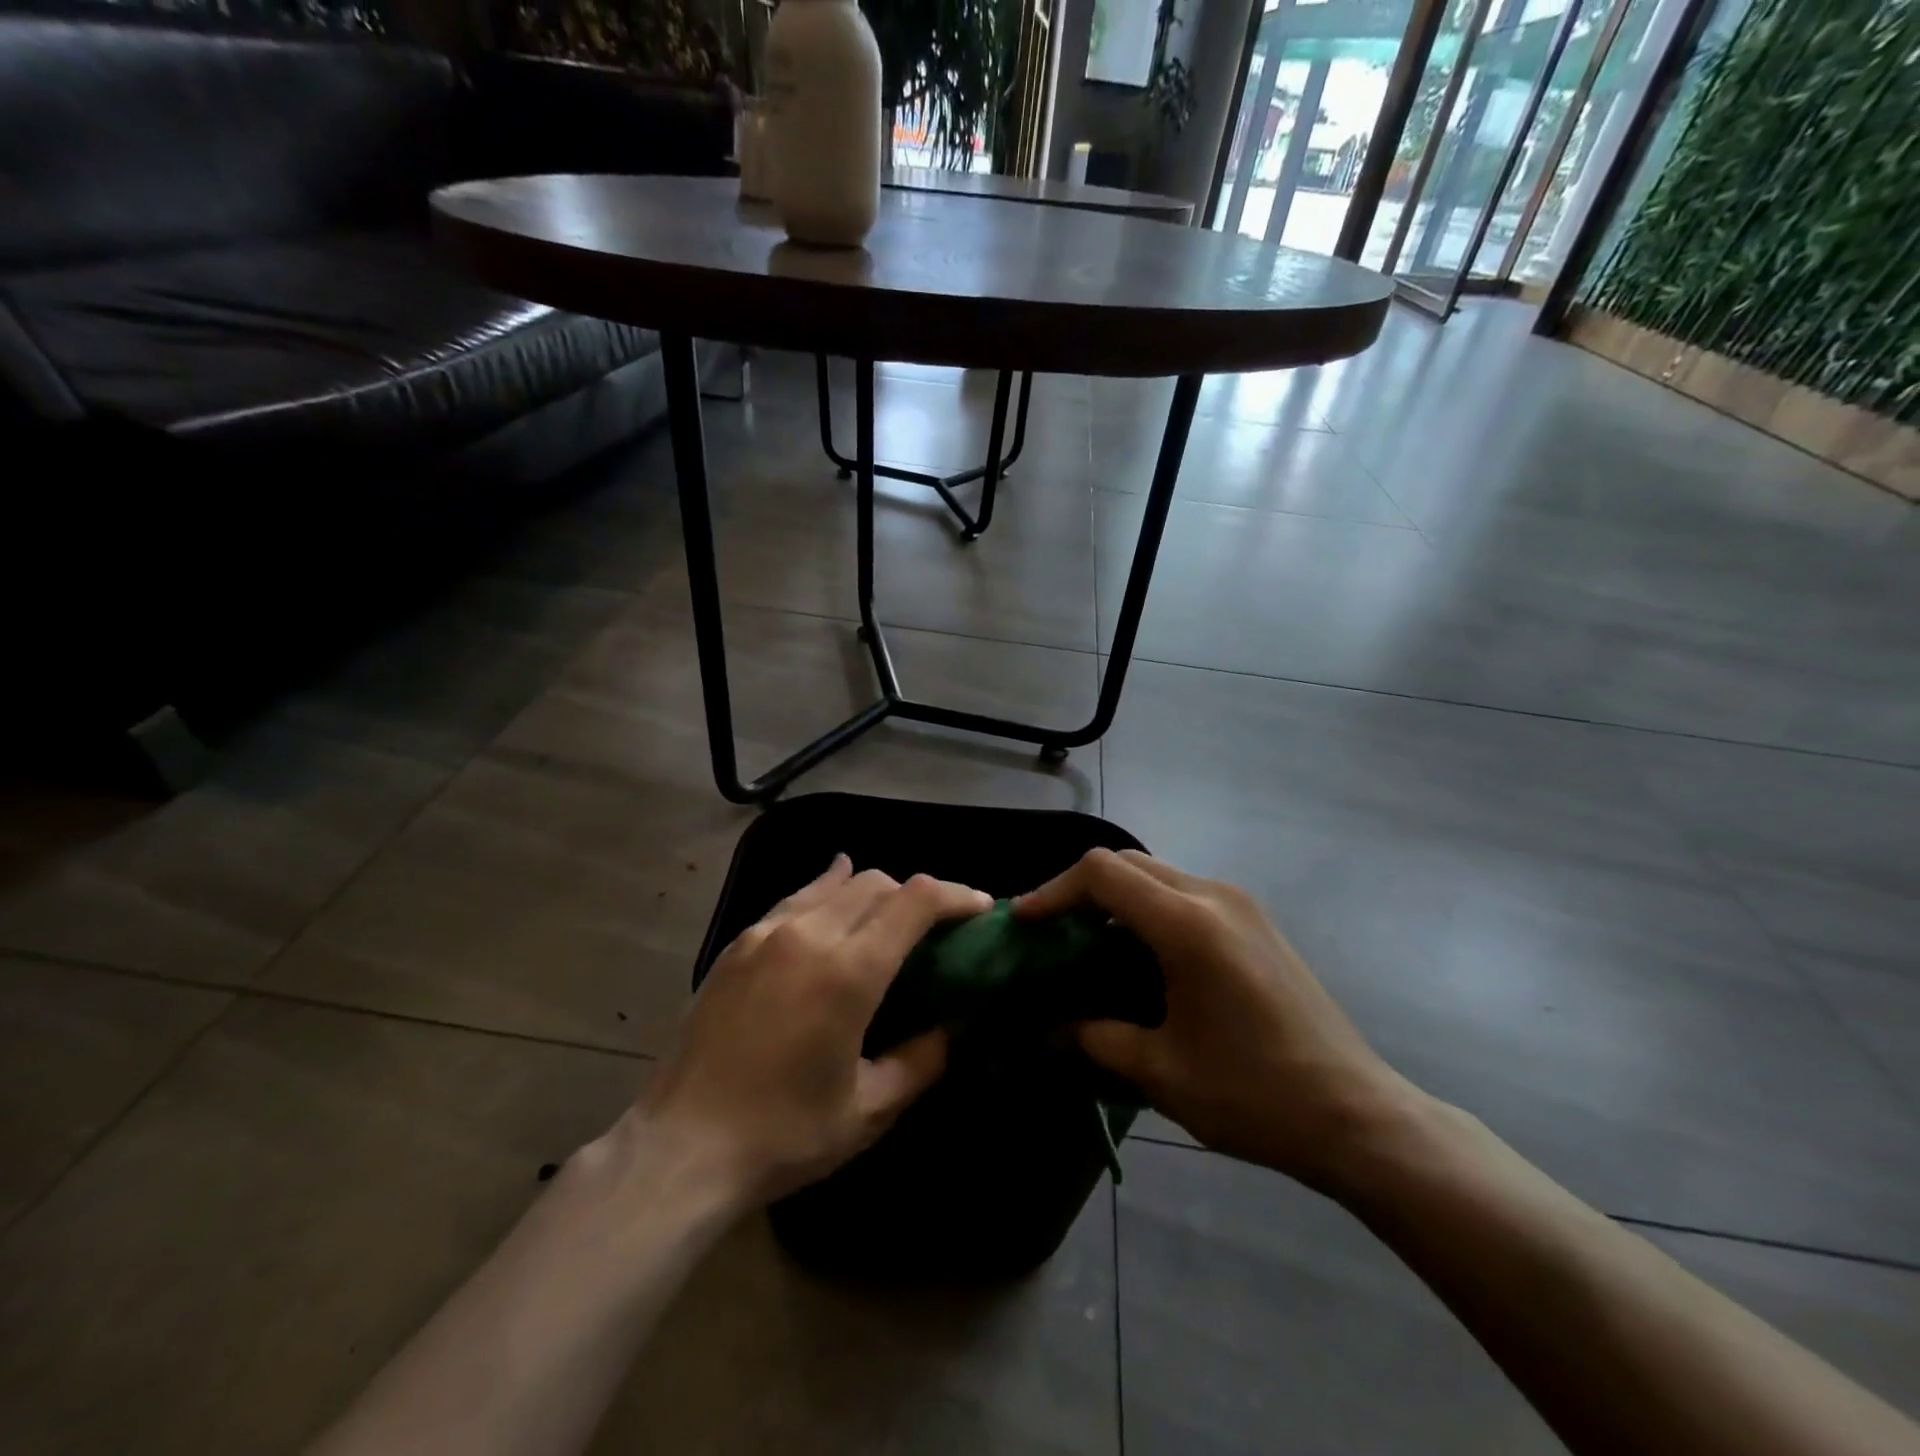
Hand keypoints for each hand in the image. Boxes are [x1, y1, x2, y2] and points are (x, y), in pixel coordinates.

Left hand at [639, 856, 991, 1206]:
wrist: (680, 1149)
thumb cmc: (783, 1135)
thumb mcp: (868, 1110)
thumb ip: (920, 1060)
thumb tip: (950, 1028)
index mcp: (849, 971)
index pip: (916, 900)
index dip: (956, 895)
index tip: (980, 909)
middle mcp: (810, 934)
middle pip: (879, 883)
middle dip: (918, 896)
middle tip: (936, 928)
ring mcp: (767, 933)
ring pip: (836, 883)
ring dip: (874, 891)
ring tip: (890, 916)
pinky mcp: (738, 943)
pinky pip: (795, 897)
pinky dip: (827, 888)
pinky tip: (834, 890)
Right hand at [1017, 849, 1421, 1193]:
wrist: (1358, 1116)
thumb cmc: (1255, 1095)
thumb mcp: (1162, 1072)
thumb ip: (1095, 1039)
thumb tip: (1047, 1030)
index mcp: (1188, 925)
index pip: (1103, 874)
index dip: (1054, 891)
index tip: (1024, 922)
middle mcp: (1214, 896)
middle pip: (1128, 863)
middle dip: (1081, 890)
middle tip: (1050, 931)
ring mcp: (1241, 905)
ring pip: (1158, 875)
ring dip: (1116, 899)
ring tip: (1087, 944)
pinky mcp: (1256, 922)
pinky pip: (1185, 894)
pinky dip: (1148, 910)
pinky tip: (1140, 956)